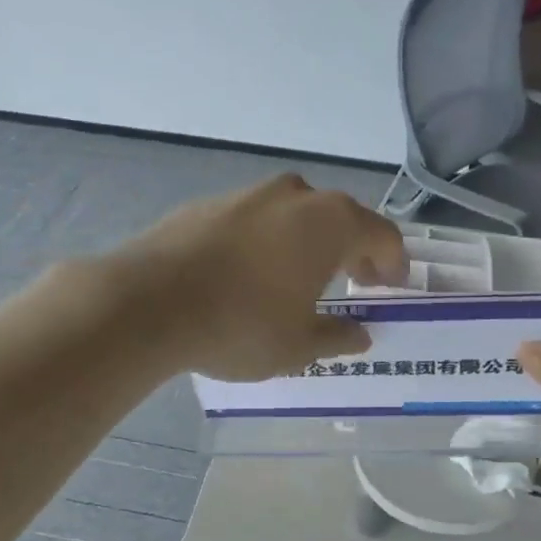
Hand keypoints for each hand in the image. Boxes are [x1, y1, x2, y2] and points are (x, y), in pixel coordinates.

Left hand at [112, 175, 408, 380]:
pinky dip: (267, 241)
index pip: (382, 235)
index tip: (391, 288)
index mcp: (330, 223)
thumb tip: (360, 335)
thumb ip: (337, 337)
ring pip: (295, 215)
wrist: (148, 302)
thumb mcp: (298, 345)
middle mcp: (295, 196)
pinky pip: (255, 221)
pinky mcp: (208, 203)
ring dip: (308, 243)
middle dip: (354, 250)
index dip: (393, 263)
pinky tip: (250, 273)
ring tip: (302, 278)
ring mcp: (248, 194)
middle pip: (340, 218)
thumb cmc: (241, 325)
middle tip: (356, 281)